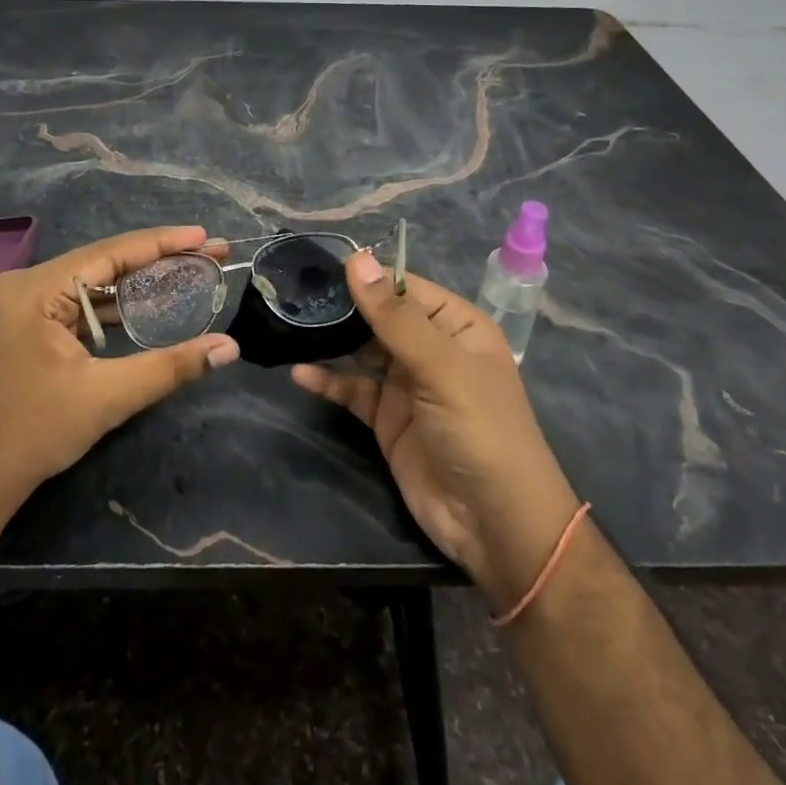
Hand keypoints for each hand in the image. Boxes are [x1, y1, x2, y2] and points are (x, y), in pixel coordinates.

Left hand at [0, 226, 239, 516]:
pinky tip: (143, 307)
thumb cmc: (33, 434)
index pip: (110, 253)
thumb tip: (230, 348)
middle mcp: (23, 284)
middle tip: (207, 254)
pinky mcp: (21, 325)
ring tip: (185, 274)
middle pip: (101, 262)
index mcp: (35, 289)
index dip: (162, 243)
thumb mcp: (107, 397)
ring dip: (134, 284)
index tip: (204, 237)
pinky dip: (109, 306)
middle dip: (155, 260)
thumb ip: (171, 366)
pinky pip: (75, 303)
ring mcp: (18, 304)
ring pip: (89, 282)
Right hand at [291, 252, 579, 608]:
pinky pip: (352, 390)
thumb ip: (395, 316)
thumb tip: (357, 259)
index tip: (316, 266)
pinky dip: (327, 381)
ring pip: (360, 350)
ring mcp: (407, 384)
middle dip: (340, 307)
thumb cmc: (480, 430)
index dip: (364, 276)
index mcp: (455, 325)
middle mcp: (430, 348)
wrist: (496, 525)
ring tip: (289, 325)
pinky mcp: (387, 419)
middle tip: (291, 294)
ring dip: (330, 341)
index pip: (403, 286)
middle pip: (378, 316)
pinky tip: (299, 373)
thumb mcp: (441, 367)